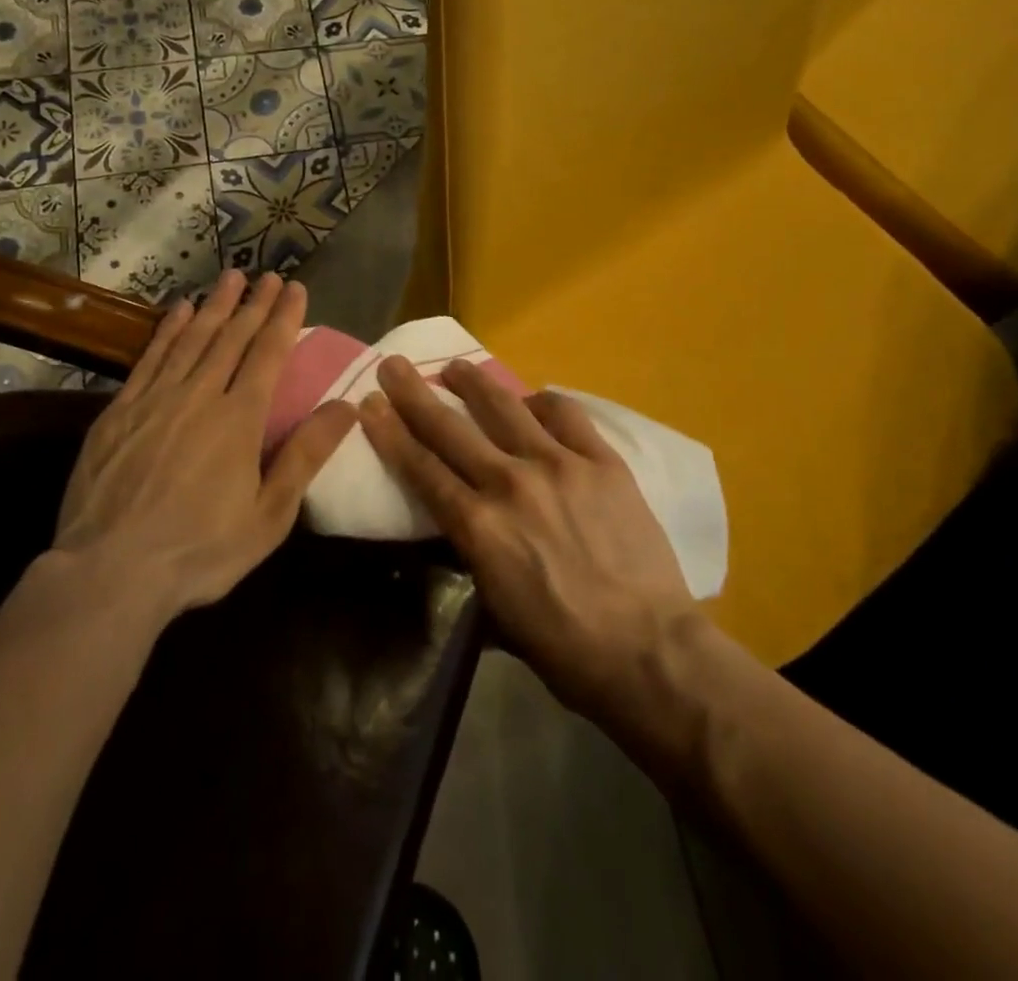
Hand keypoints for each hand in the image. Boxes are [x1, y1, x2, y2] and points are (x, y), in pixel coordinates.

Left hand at [53, 270, 356, 616]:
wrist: (109, 572)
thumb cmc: (200, 550)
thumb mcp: (268, 515)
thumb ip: (305, 456)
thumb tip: (346, 406)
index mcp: (239, 419)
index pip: (268, 354)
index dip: (283, 318)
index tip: (294, 288)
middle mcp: (199, 396)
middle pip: (231, 338)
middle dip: (253, 304)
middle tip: (268, 275)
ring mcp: (155, 399)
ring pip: (192, 339)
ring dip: (215, 306)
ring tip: (230, 277)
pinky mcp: (120, 411)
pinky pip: (150, 358)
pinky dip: (168, 330)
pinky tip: (179, 311)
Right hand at [359, 357, 699, 725]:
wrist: (648, 652)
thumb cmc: (563, 648)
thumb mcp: (495, 609)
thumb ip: (472, 555)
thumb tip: (461, 524)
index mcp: (478, 527)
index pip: (421, 468)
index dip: (390, 433)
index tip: (370, 404)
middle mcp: (510, 484)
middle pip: (450, 427)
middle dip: (414, 393)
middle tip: (393, 365)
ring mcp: (559, 465)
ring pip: (505, 407)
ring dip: (474, 382)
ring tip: (457, 366)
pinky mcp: (601, 461)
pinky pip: (565, 414)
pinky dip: (542, 402)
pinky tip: (532, 400)